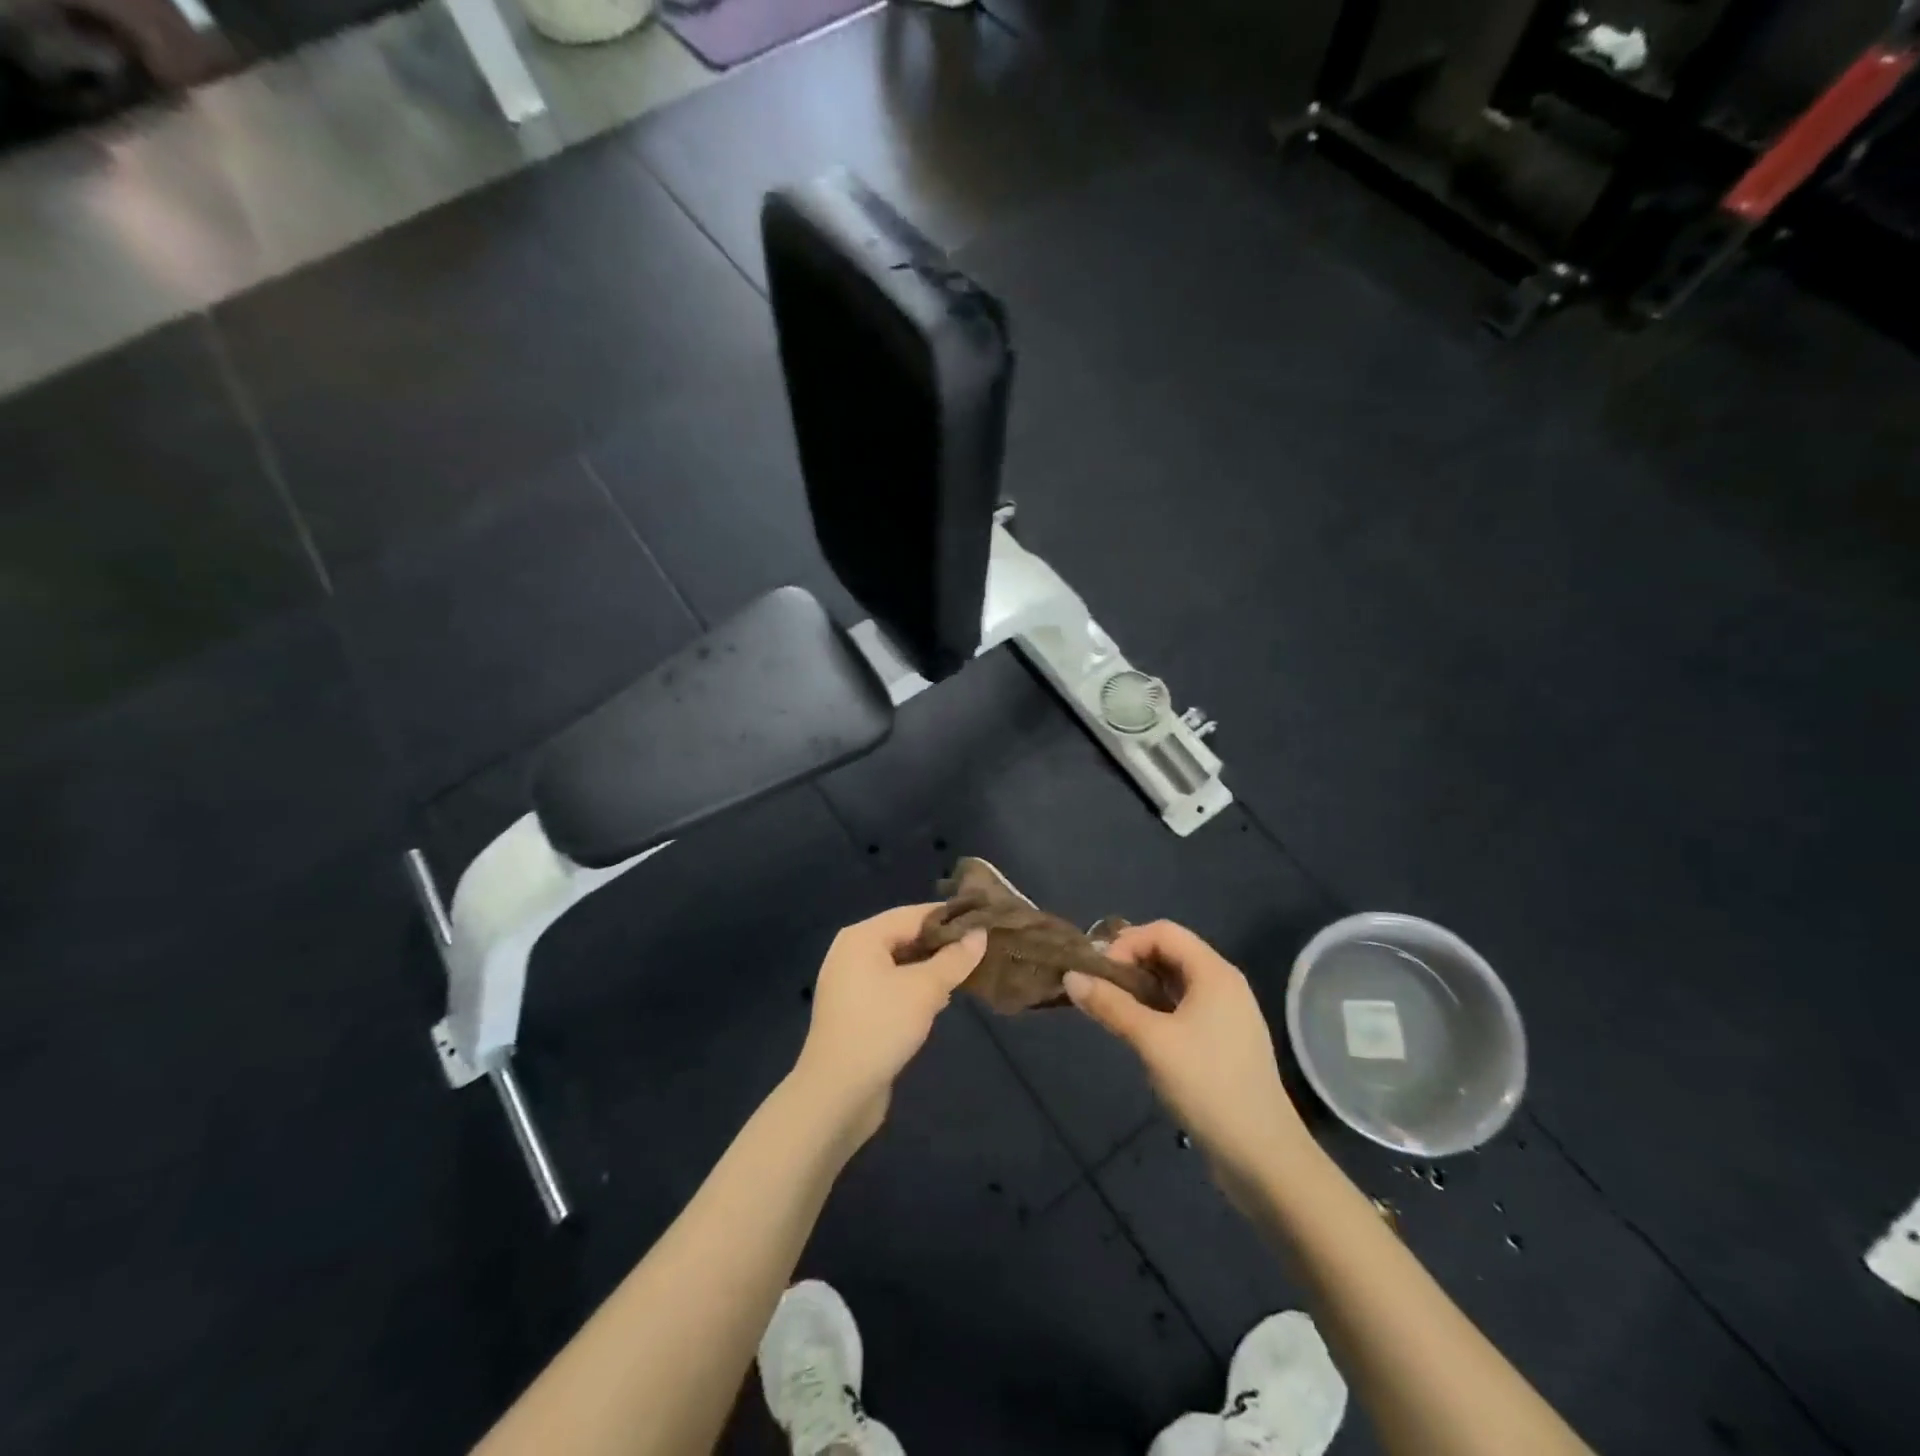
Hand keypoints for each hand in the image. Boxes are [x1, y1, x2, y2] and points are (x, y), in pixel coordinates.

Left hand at [793, 904, 985, 1145]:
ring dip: (930, 969)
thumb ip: (954, 959)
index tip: (985, 923)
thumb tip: (980, 934)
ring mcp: (849, 982)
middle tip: (980, 952)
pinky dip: (913, 988)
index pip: (914, 914)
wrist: (836, 1093)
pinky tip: (937, 1002)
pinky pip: (889, 986)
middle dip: (941, 945)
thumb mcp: (925, 990)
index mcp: (862, 936)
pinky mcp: (853, 1009)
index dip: (950, 918)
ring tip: (965, 976)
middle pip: (905, 937)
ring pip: (899, 964)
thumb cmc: (881, 1028)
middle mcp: (851, 952)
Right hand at [1065, 921, 1308, 1190]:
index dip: (1127, 943)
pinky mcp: (1224, 1042)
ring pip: (1175, 982)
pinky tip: (1138, 1033)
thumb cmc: (1207, 1085)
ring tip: (1111, 1009)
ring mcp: (1227, 1015)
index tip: (1099, 972)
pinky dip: (1157, 1009)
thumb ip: (1111, 1005)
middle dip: (1131, 963)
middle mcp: (1224, 984)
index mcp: (1214, 973)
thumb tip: (1070, 977)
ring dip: (1141, 988)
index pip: (1163, 931)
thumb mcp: (1152, 1041)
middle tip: (1098, 988)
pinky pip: (1184, 1008)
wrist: (1263, 1157)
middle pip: (1170, 952)